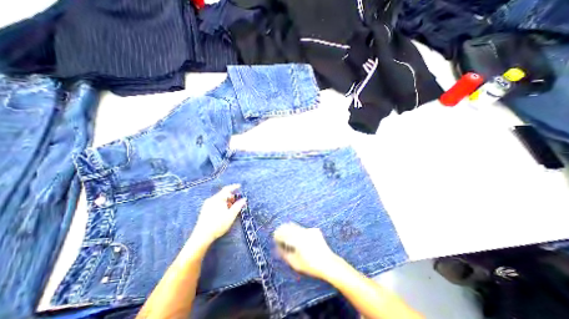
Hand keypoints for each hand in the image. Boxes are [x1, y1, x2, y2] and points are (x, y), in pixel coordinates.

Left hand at [191, 184, 247, 246]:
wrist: (202, 236)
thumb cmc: (218, 225)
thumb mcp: (231, 215)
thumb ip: (238, 206)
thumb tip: (244, 199)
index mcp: (217, 199)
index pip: (227, 189)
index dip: (234, 187)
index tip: (240, 186)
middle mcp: (211, 200)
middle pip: (223, 194)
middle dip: (231, 197)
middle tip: (237, 201)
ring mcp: (207, 205)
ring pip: (219, 199)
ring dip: (227, 201)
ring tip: (232, 208)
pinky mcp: (204, 210)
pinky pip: (215, 203)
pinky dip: (222, 204)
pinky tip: (224, 212)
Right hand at [273, 223, 338, 280]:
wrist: (329, 263)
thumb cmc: (311, 266)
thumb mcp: (295, 263)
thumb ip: (285, 254)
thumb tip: (278, 248)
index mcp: (297, 239)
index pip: (284, 233)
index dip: (278, 233)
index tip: (274, 235)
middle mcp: (303, 232)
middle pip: (290, 226)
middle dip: (283, 229)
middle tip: (279, 232)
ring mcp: (310, 230)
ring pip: (297, 227)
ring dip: (291, 229)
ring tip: (287, 233)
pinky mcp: (315, 231)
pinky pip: (304, 229)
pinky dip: (299, 231)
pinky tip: (299, 237)